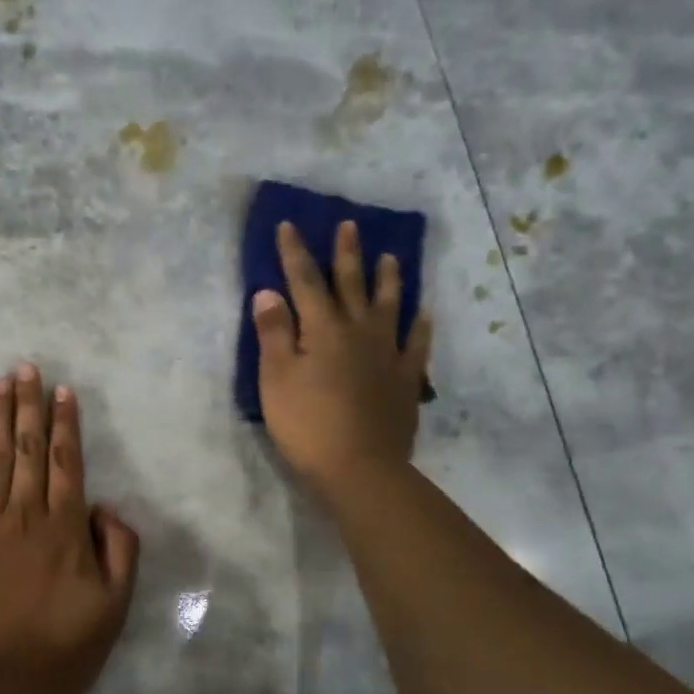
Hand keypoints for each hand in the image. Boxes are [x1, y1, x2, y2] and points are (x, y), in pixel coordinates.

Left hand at [0, 364, 140, 693]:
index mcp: (65, 528)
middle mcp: (24, 515)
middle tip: (25, 367)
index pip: (66, 462)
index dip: (65, 423)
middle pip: (27, 449)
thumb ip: (120, 550)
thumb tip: (105, 507)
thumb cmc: (61, 652)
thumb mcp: (115, 607)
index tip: (61, 390)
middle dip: (28, 405)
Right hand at [251, 219, 433, 503]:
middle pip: (350, 284)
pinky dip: (420, 325)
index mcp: (322, 329)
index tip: (289, 225)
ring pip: (389, 306)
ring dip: (388, 279)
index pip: (304, 281)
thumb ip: (273, 334)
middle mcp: (358, 332)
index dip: (294, 252)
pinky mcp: (406, 379)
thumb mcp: (276, 379)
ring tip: (391, 257)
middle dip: (346, 254)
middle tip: (349, 225)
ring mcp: (387, 354)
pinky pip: (417, 344)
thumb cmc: (307, 424)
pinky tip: (424, 313)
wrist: (359, 468)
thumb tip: (269, 292)